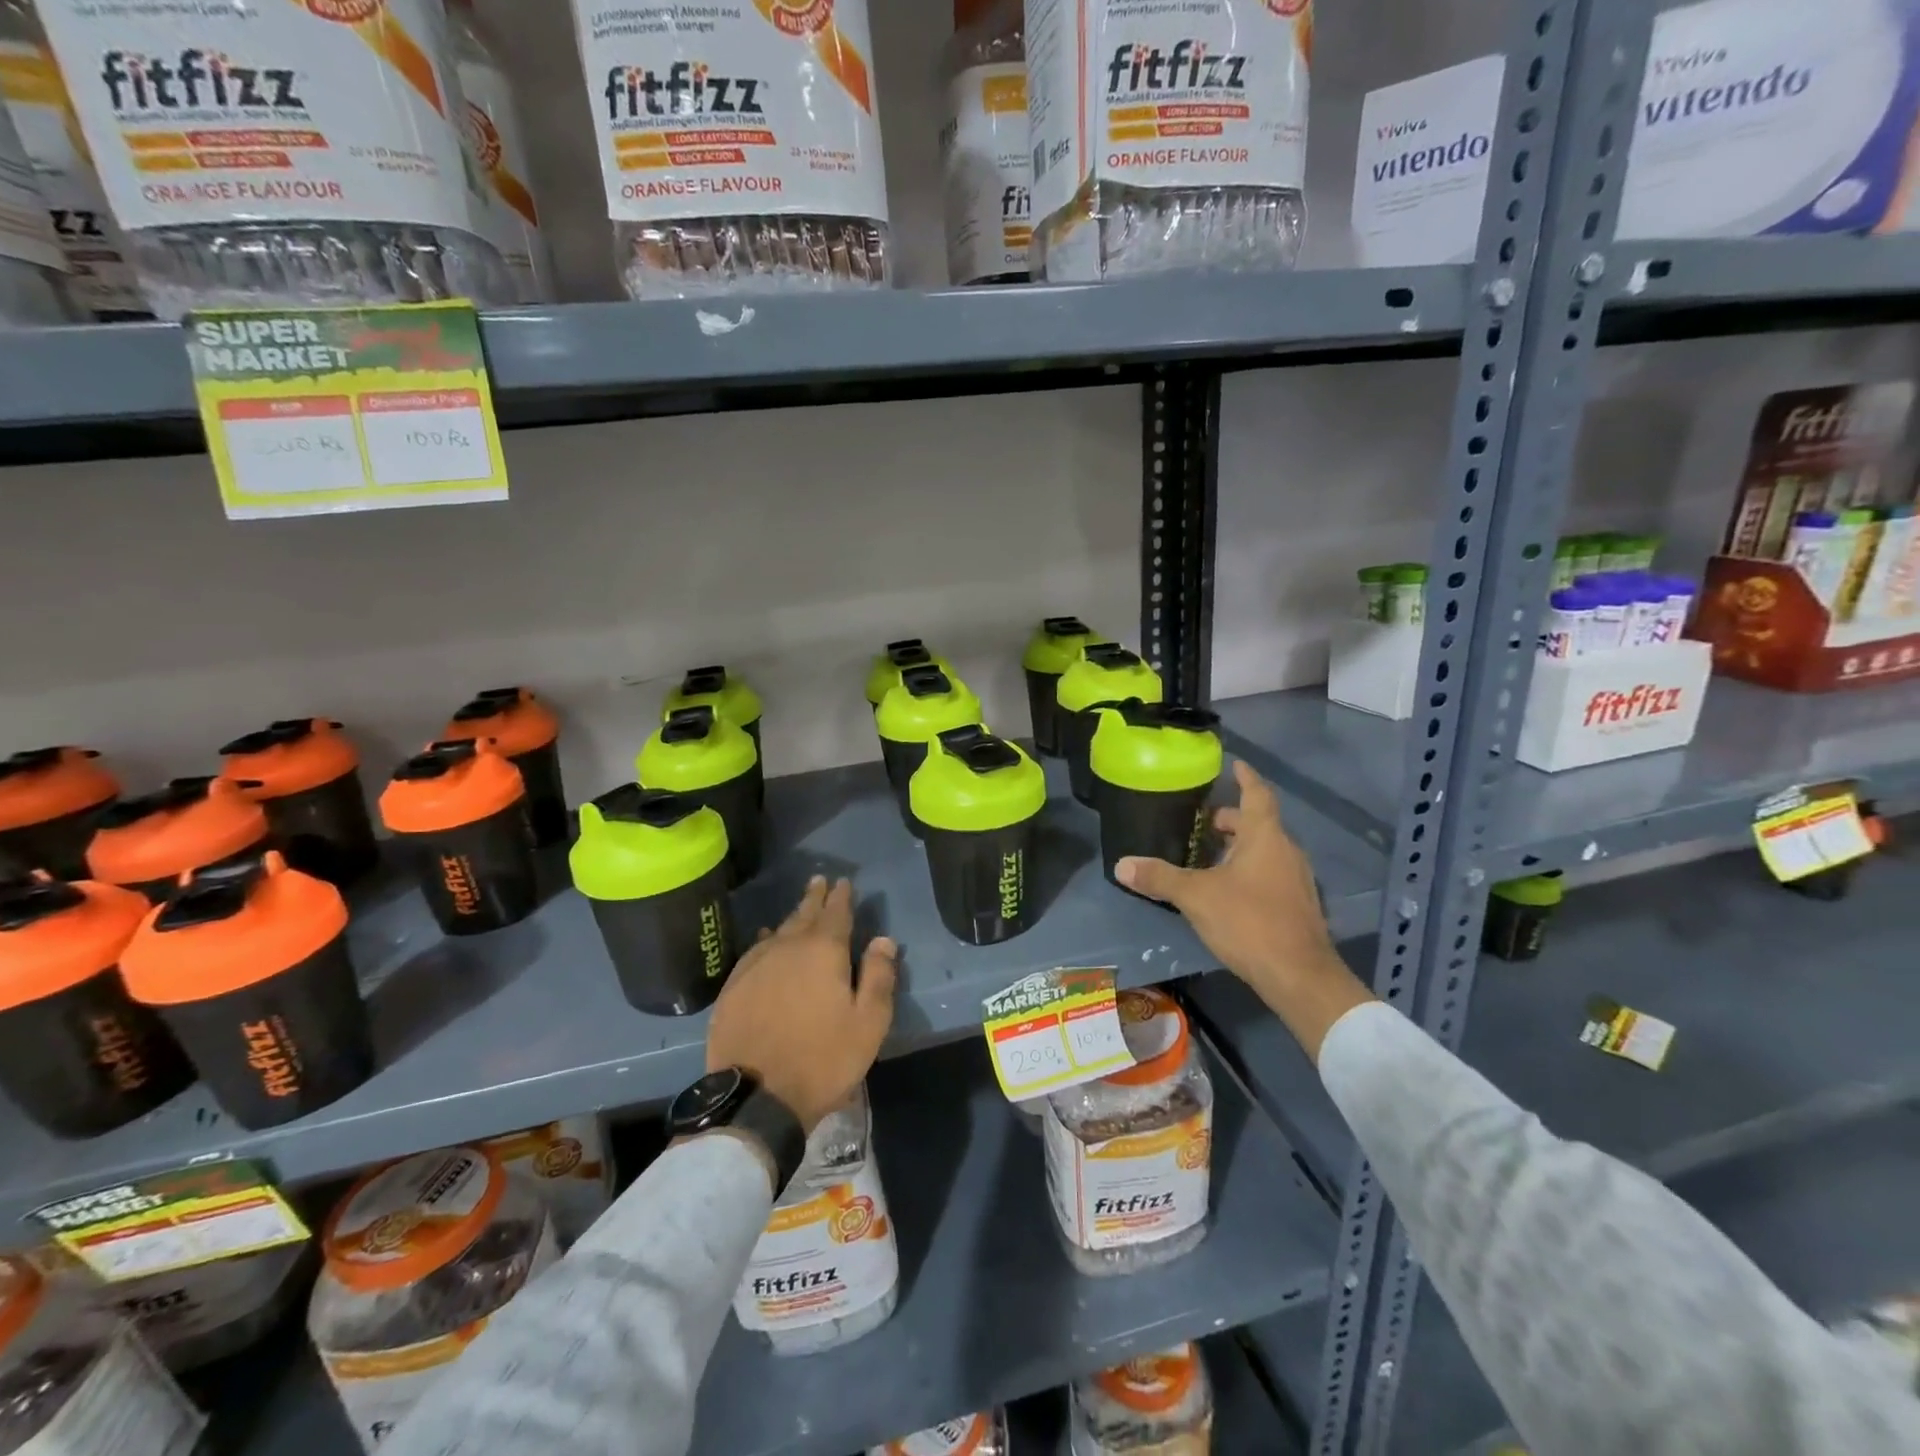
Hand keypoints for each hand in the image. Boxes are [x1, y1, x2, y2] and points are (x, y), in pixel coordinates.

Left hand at [706, 876, 897, 1132]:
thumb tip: (884, 940)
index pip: (836, 913)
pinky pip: (754, 951)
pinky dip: (765, 941)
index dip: (841, 896)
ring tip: (798, 908)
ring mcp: (756, 966)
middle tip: (819, 880)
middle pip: (803, 915)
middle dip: (814, 898)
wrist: (756, 1098)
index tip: (843, 882)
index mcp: (824, 952)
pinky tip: (766, 940)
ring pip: (778, 931)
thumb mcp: (869, 1024)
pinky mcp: (733, 988)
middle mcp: (787, 948)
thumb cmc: (824, 1060)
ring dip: (791, 917)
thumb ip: (879, 977)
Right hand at [1116, 761, 1373, 1061]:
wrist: (1299, 976)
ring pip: (1265, 851)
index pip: (1256, 794)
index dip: (1245, 777)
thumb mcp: (1196, 896)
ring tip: (1206, 856)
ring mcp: (1296, 879)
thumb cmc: (1249, 921)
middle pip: (1258, 823)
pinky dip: (1249, 871)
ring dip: (1238, 847)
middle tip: (1201, 822)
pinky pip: (1271, 874)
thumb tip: (1121, 864)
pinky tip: (1227, 890)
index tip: (1235, 763)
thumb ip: (1160, 877)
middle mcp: (1286, 851)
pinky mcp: (1298, 905)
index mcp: (1265, 837)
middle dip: (1230, 819)